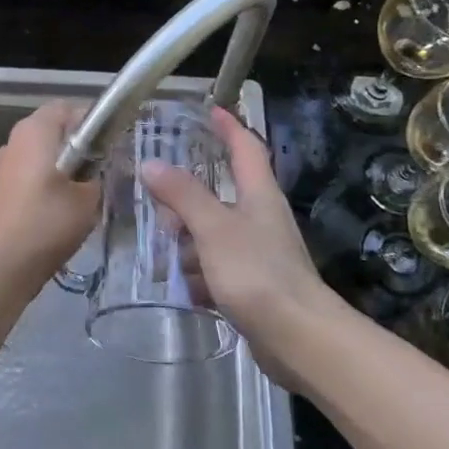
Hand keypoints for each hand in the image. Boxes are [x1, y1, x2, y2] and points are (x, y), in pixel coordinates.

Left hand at [0, 102, 101, 278]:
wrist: (4, 262)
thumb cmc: (49, 220)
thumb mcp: (90, 196)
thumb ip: (99, 172)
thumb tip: (100, 166)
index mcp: (35, 129)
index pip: (68, 108)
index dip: (92, 121)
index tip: (111, 144)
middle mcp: (15, 139)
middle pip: (53, 129)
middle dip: (78, 145)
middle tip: (103, 168)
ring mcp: (3, 163)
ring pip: (41, 153)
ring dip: (62, 165)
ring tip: (84, 191)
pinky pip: (29, 172)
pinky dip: (46, 181)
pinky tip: (61, 207)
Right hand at [142, 108, 335, 388]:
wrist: (298, 338)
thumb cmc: (257, 273)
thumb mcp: (213, 228)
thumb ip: (182, 195)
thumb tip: (151, 163)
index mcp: (259, 194)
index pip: (245, 147)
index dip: (228, 127)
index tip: (210, 110)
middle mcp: (260, 218)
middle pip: (218, 195)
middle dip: (186, 202)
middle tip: (159, 208)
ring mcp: (257, 253)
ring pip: (211, 235)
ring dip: (189, 246)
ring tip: (168, 261)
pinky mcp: (252, 285)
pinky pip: (216, 270)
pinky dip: (200, 277)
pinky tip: (188, 292)